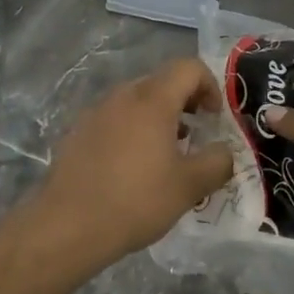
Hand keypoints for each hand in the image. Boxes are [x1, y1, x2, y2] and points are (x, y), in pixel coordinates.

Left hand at [37, 58, 235, 264]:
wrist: (68, 225)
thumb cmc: (136, 200)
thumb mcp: (189, 186)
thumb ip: (217, 162)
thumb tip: (224, 151)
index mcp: (152, 100)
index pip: (189, 68)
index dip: (210, 85)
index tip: (214, 118)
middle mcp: (122, 96)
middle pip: (162, 81)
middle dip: (185, 102)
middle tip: (196, 135)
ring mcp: (96, 112)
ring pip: (137, 101)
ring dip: (158, 117)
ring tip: (166, 154)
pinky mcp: (78, 132)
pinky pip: (115, 119)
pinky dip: (133, 130)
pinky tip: (133, 167)